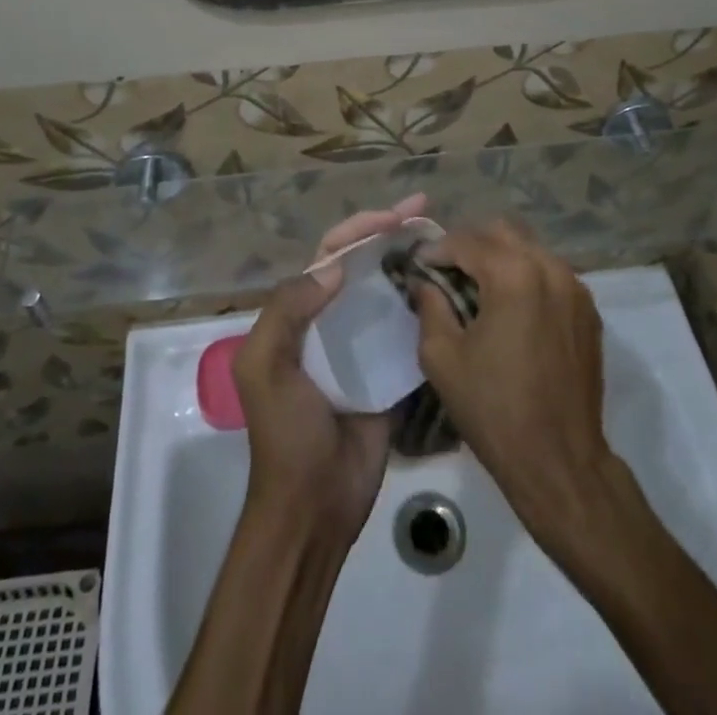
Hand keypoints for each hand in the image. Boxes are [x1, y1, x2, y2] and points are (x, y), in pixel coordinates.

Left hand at [233, 194, 427, 535]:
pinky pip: (407, 328)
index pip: (330, 254)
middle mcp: (331, 319)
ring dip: (411, 262)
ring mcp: (361, 345)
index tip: (396, 214)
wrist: (314, 507)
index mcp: (298, 313)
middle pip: (363, 263)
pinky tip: (450, 289)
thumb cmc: (285, 434)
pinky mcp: (388, 371)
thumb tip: (336, 267)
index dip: (360, 228)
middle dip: (391, 232)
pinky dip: (424, 305)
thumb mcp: (265, 366)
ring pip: (387, 290)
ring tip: (446, 241)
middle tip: (427, 209)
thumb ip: (287, 310)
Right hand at [411, 221, 619, 538]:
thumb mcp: (443, 357)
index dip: (436, 249)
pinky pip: (551, 273)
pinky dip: (526, 276)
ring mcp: (575, 287)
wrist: (560, 461)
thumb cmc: (494, 409)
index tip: (418, 265)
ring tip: (478, 286)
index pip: (466, 241)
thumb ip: (430, 306)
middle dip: (470, 244)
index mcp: (513, 274)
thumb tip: (425, 281)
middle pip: (502, 232)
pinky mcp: (588, 310)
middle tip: (447, 270)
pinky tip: (510, 306)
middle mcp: (549, 268)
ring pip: (530, 248)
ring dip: (500, 257)